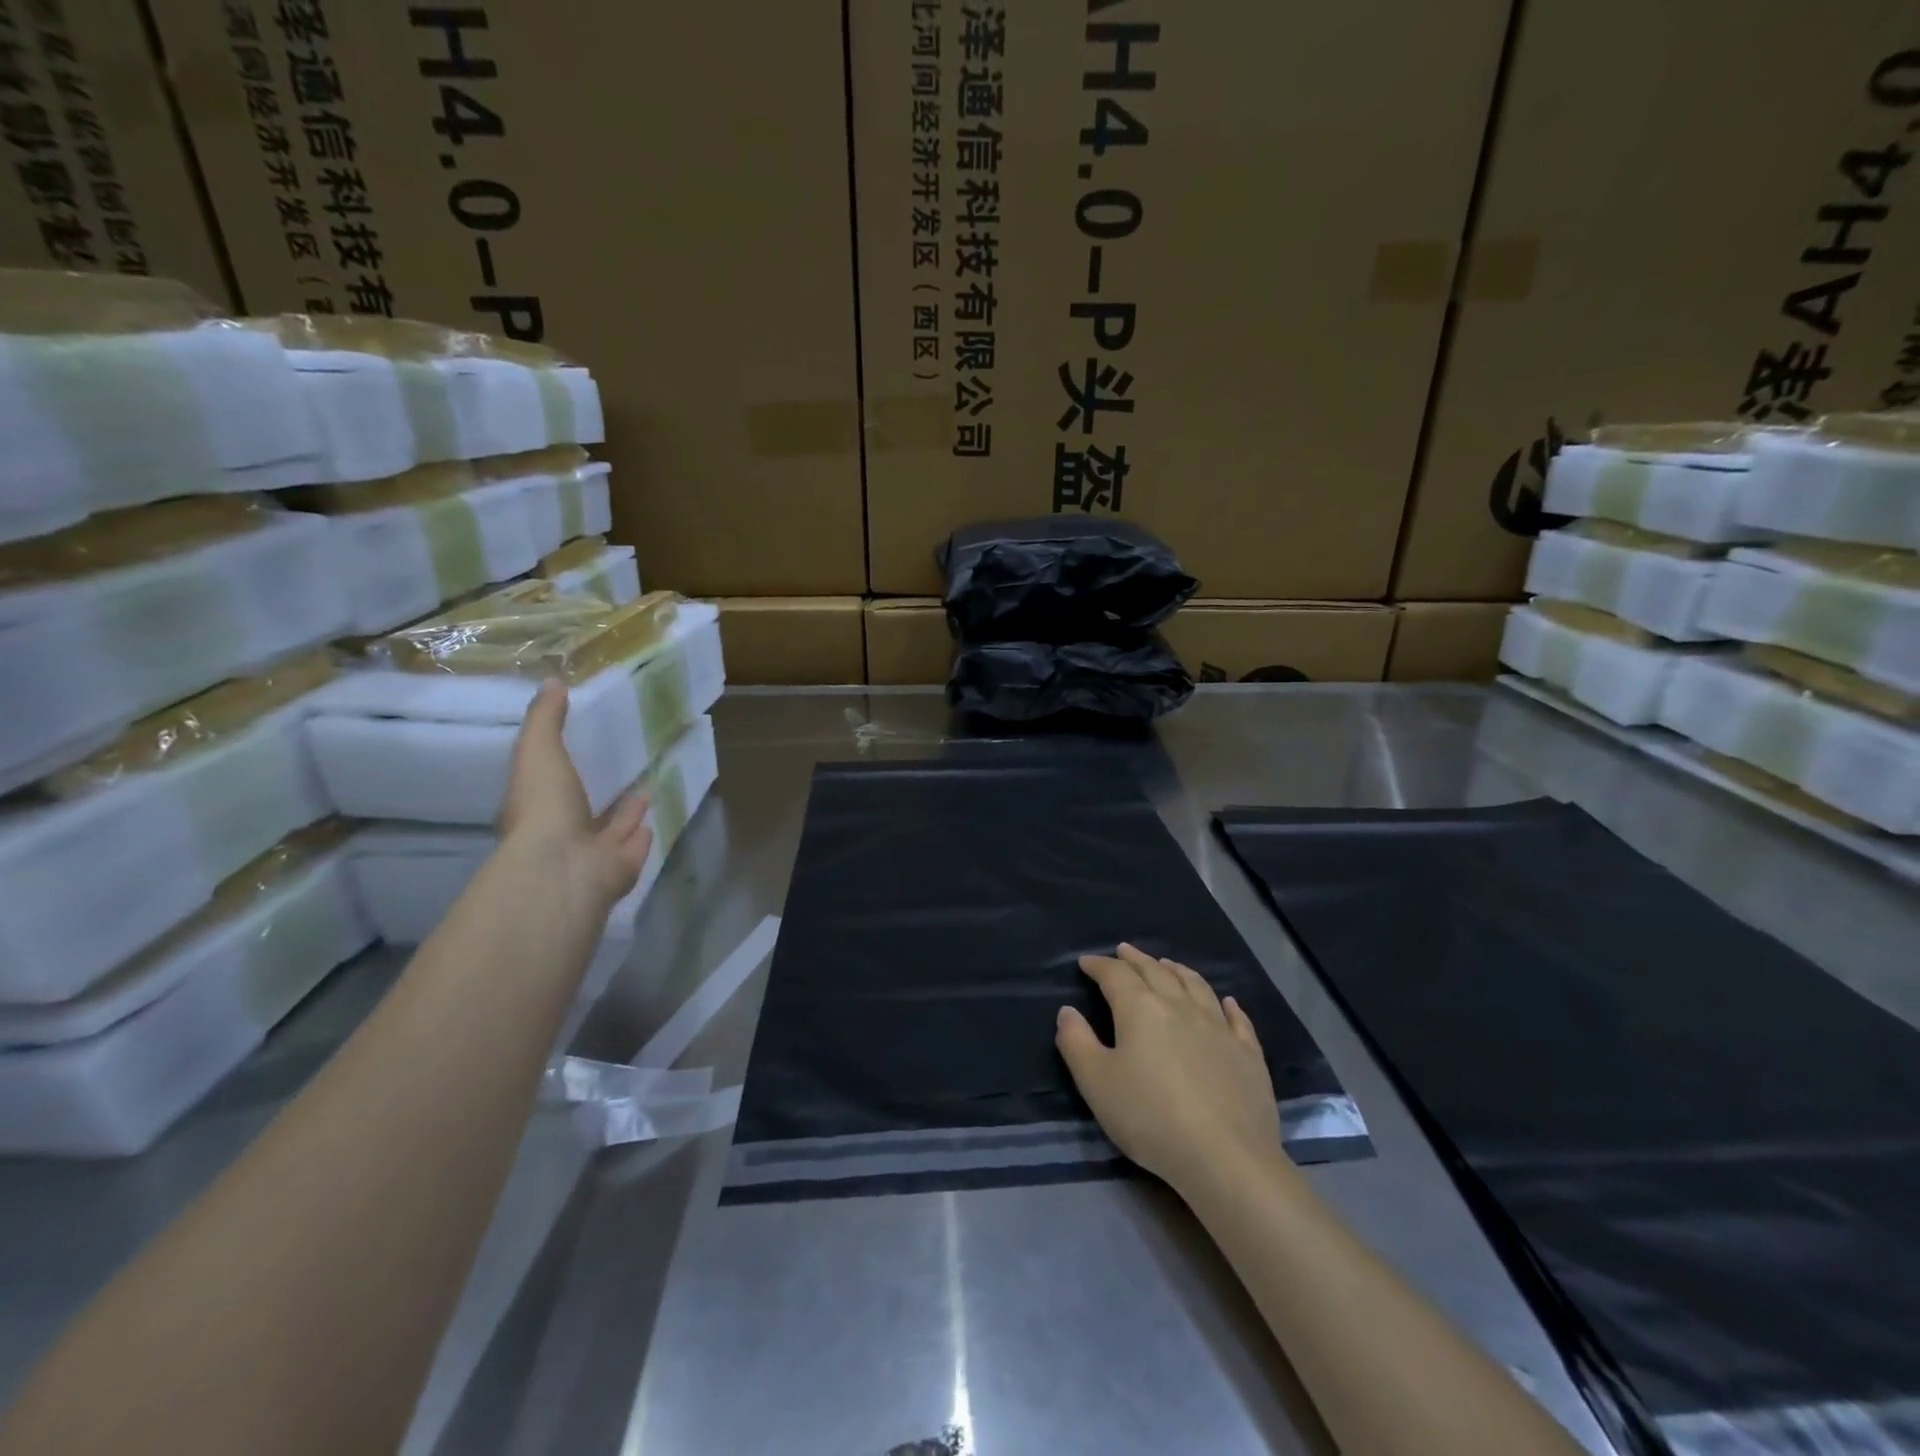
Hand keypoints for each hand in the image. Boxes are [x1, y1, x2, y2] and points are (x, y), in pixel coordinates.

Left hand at [500, 679, 652, 912]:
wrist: (566, 867)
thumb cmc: (545, 807)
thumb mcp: (538, 750)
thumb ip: (546, 718)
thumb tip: (552, 681)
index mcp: (534, 809)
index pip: (545, 787)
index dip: (557, 771)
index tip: (577, 751)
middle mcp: (561, 834)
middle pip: (582, 811)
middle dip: (599, 794)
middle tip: (619, 772)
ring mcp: (592, 855)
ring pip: (611, 830)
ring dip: (625, 815)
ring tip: (644, 792)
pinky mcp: (621, 868)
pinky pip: (635, 846)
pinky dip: (642, 834)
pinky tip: (654, 817)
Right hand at [1057, 943, 1280, 1199]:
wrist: (1226, 1157)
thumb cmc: (1151, 1118)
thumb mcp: (1096, 1083)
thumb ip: (1076, 1043)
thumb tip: (1067, 1011)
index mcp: (1141, 1009)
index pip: (1115, 975)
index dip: (1099, 965)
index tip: (1086, 962)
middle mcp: (1180, 1007)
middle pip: (1156, 972)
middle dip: (1136, 960)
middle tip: (1124, 951)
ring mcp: (1219, 1028)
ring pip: (1196, 986)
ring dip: (1177, 970)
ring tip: (1167, 964)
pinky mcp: (1248, 1054)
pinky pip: (1237, 1019)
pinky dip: (1228, 1005)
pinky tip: (1227, 1002)